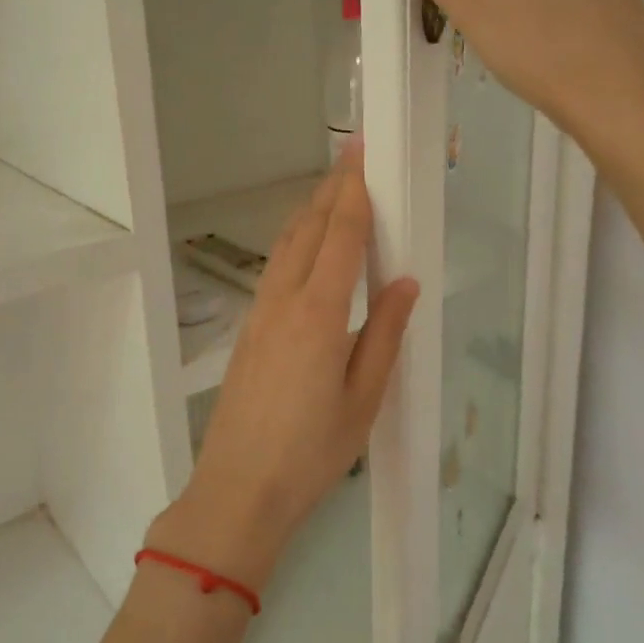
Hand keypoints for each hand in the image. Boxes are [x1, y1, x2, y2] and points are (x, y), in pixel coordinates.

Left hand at [151, 147, 419, 591]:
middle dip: (329, 189)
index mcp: (319, 314)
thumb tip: (404, 282)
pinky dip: (293, 243)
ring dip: (308, 213)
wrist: (238, 489)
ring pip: (285, 246)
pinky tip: (304, 248)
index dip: (352, 191)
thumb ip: (385, 334)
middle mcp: (284, 301)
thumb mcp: (364, 399)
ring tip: (330, 191)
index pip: (339, 236)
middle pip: (307, 230)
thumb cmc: (312, 452)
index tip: (360, 153)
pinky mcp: (248, 330)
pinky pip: (274, 270)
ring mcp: (259, 314)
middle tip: (350, 157)